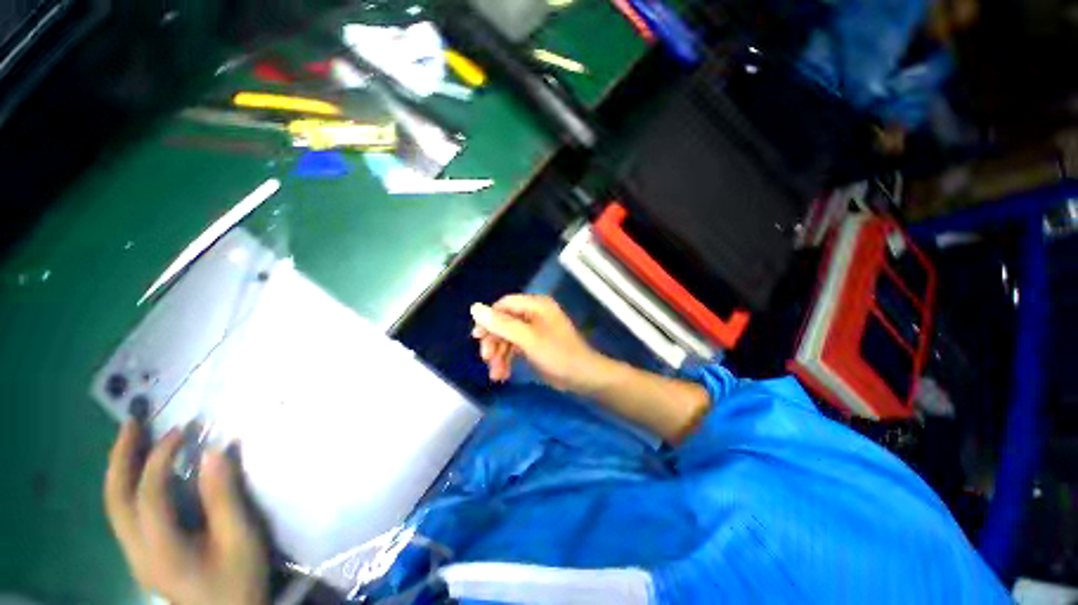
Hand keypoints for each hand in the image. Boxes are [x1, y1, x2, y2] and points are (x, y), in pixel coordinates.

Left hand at [104, 422, 268, 604]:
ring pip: (115, 507)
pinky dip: (128, 486)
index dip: (160, 459)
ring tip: (132, 438)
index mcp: (161, 550)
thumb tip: (213, 452)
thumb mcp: (240, 537)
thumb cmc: (239, 578)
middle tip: (132, 422)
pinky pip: (126, 514)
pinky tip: (142, 473)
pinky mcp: (143, 556)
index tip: (182, 431)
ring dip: (121, 469)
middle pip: (115, 500)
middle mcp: (137, 552)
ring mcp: (136, 556)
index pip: (148, 495)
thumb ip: (224, 496)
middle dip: (120, 457)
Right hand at [470, 294, 609, 392]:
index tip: (477, 337)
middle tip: (486, 359)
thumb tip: (474, 308)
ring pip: (508, 338)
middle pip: (504, 323)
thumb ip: (501, 324)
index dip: (489, 319)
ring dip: (499, 355)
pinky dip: (508, 360)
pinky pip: (515, 348)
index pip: (504, 305)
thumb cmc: (558, 354)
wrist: (583, 377)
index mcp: (536, 305)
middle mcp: (534, 314)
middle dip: (494, 342)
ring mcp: (534, 330)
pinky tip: (503, 376)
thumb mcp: (528, 339)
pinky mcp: (534, 345)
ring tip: (495, 375)